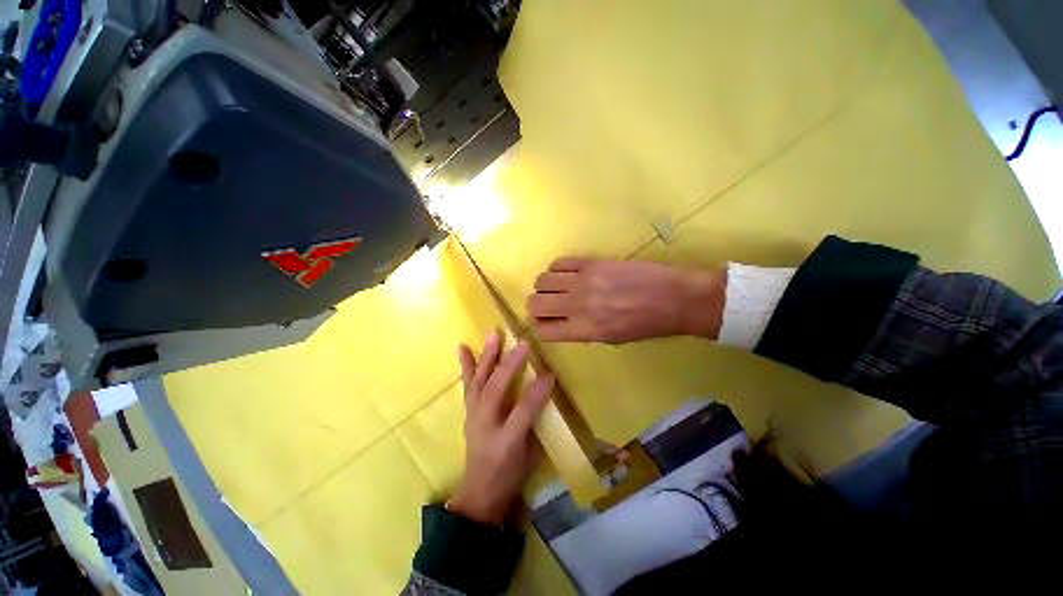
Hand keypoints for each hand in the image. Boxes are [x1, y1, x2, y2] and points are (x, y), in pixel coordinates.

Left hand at [450, 332, 554, 525]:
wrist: (479, 492)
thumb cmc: (511, 476)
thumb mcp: (532, 456)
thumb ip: (536, 422)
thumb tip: (543, 392)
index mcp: (507, 442)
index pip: (523, 411)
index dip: (537, 392)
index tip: (550, 373)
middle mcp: (486, 426)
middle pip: (496, 390)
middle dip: (510, 365)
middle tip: (523, 344)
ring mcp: (473, 417)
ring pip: (479, 382)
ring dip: (487, 357)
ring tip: (494, 335)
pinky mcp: (468, 411)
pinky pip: (467, 385)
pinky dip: (465, 365)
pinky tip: (461, 346)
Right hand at [527, 257, 725, 343]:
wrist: (673, 298)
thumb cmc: (645, 325)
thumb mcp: (611, 339)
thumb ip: (580, 332)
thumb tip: (560, 322)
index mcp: (584, 330)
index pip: (542, 330)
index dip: (539, 327)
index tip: (544, 323)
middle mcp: (577, 305)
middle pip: (535, 303)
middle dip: (536, 306)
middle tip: (547, 305)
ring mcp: (583, 280)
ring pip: (542, 280)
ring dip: (544, 287)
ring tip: (556, 287)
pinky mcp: (591, 262)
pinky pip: (559, 262)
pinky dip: (556, 269)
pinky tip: (565, 273)